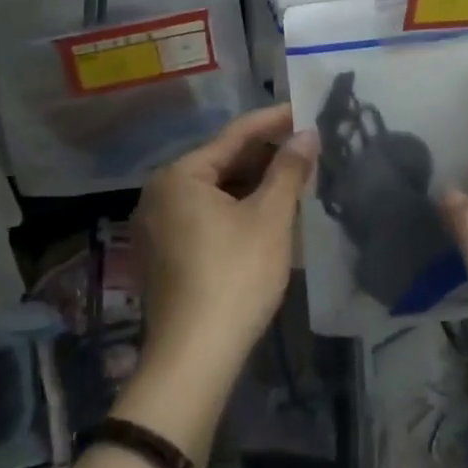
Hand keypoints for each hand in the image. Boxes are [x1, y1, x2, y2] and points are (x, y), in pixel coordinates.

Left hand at [131, 105, 316, 385]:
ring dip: (254, 183)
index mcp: (179, 176)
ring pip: (215, 191)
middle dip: (265, 155)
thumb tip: (308, 134)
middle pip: (222, 161)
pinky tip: (268, 211)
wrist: (194, 359)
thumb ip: (289, 169)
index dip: (274, 121)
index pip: (235, 135)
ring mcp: (159, 226)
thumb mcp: (270, 217)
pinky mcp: (165, 254)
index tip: (304, 109)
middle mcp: (160, 193)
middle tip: (306, 148)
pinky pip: (206, 214)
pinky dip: (237, 208)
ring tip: (294, 177)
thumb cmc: (235, 276)